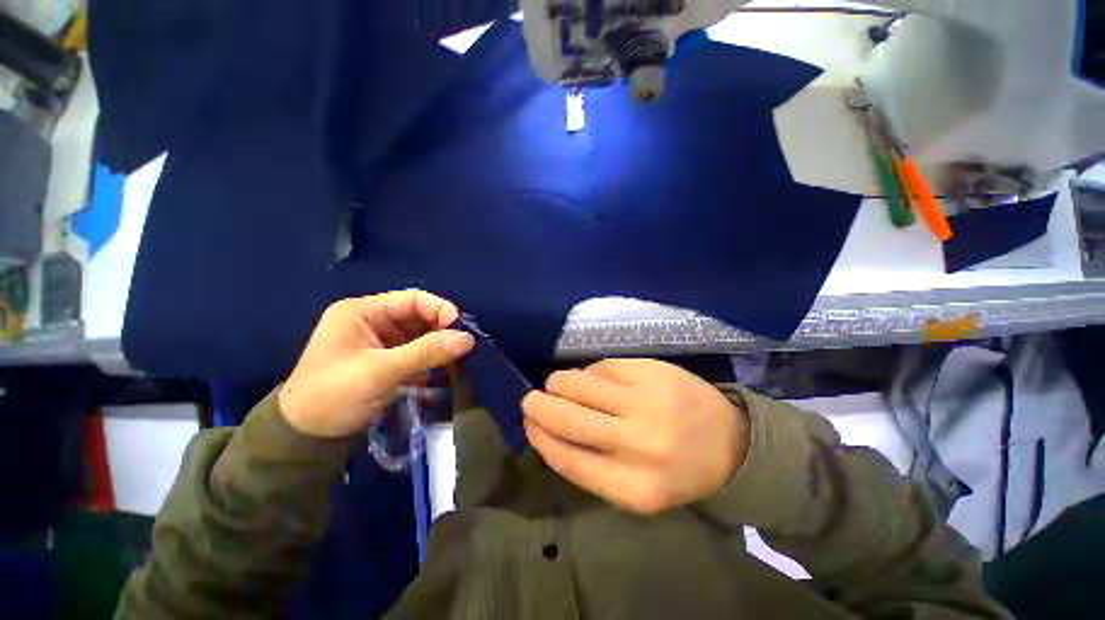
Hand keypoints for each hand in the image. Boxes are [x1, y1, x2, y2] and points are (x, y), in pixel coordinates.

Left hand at [279, 290, 474, 437]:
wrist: (305, 439)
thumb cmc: (334, 396)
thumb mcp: (380, 371)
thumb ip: (426, 352)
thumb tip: (468, 339)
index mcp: (362, 312)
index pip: (412, 299)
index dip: (440, 309)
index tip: (461, 327)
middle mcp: (373, 321)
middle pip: (418, 316)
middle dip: (442, 329)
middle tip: (462, 345)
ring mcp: (380, 341)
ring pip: (420, 335)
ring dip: (439, 346)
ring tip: (457, 358)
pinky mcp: (386, 360)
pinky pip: (417, 352)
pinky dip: (431, 358)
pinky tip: (443, 369)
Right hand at [522, 359, 749, 514]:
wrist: (730, 443)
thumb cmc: (676, 470)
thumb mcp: (633, 489)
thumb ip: (590, 464)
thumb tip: (547, 429)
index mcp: (633, 488)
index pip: (567, 458)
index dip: (540, 437)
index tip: (527, 424)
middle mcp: (639, 444)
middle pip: (568, 418)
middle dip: (538, 405)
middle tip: (530, 399)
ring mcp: (647, 402)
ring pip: (580, 384)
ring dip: (559, 383)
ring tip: (556, 384)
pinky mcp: (653, 371)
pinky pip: (604, 367)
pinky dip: (589, 372)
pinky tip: (591, 378)